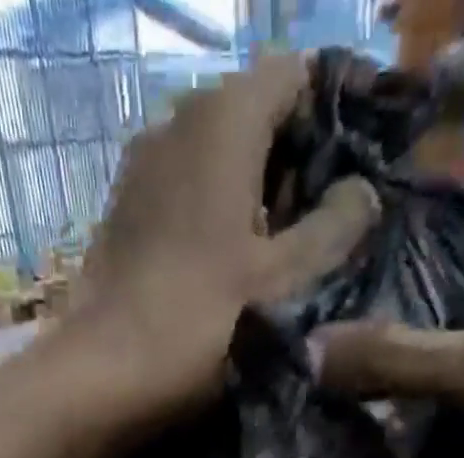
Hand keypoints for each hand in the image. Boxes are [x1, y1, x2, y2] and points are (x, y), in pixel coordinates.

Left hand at [71, 54, 379, 414]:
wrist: (101, 376)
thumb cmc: (200, 325)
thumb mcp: (283, 282)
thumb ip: (335, 228)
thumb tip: (362, 192)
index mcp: (225, 117)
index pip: (298, 74)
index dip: (333, 115)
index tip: (353, 172)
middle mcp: (178, 119)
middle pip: (256, 114)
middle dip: (294, 161)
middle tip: (319, 227)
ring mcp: (142, 165)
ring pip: (217, 156)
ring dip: (253, 192)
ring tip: (275, 254)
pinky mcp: (122, 209)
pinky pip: (183, 190)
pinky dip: (213, 212)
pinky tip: (224, 264)